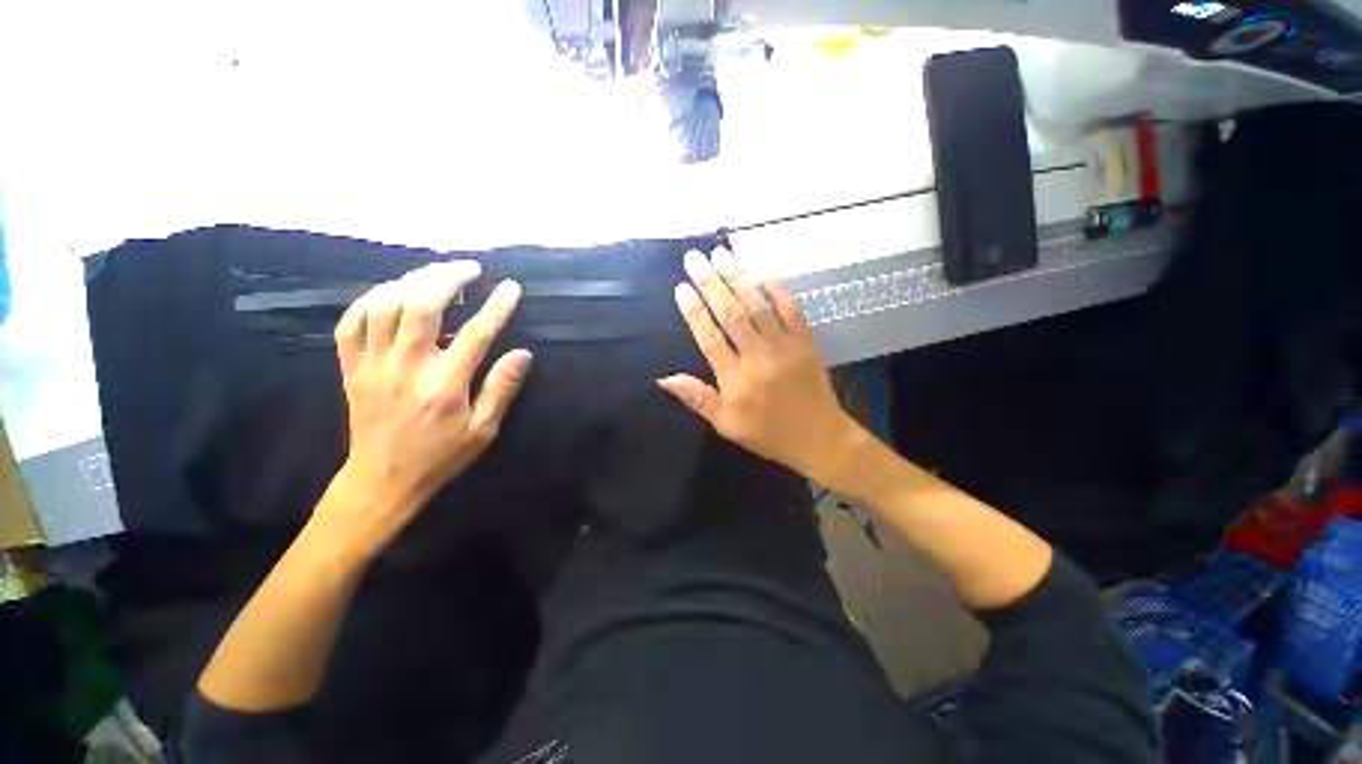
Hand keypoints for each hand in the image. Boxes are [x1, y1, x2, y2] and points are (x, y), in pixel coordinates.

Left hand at [326, 261, 530, 547]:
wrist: (382, 479)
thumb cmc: (440, 455)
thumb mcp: (483, 430)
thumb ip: (501, 389)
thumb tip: (523, 353)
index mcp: (445, 384)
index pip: (477, 333)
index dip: (497, 306)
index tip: (512, 287)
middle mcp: (407, 366)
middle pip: (422, 305)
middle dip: (448, 277)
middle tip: (470, 268)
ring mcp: (373, 364)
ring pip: (384, 305)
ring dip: (411, 281)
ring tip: (435, 274)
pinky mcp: (351, 368)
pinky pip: (351, 322)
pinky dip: (369, 299)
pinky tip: (391, 293)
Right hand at [659, 249, 862, 482]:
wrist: (819, 438)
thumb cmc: (768, 434)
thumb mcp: (726, 424)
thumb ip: (697, 398)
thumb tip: (663, 378)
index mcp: (735, 380)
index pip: (709, 338)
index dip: (694, 312)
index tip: (681, 288)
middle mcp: (758, 357)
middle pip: (730, 314)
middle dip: (710, 284)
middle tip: (694, 258)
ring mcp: (784, 346)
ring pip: (757, 306)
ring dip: (737, 278)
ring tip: (721, 253)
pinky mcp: (805, 341)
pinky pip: (790, 309)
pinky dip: (777, 289)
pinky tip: (762, 271)